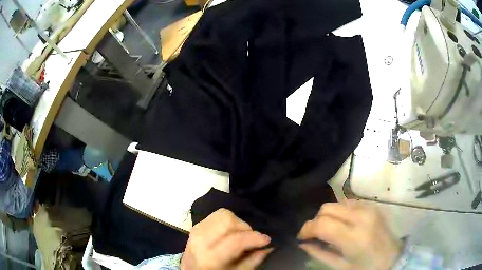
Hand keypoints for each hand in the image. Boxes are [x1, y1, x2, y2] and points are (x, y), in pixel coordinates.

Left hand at [181, 208, 271, 269]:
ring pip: (222, 214)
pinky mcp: (195, 226)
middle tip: (250, 239)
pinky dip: (227, 222)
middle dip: (244, 227)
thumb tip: (268, 246)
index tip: (267, 240)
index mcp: (210, 257)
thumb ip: (253, 260)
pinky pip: (215, 215)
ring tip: (239, 235)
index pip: (235, 240)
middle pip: (227, 220)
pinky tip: (229, 233)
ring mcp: (195, 231)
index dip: (255, 238)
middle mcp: (200, 241)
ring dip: (236, 223)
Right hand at [298, 200, 401, 269]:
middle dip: (316, 221)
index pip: (322, 224)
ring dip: (327, 216)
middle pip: (327, 208)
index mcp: (354, 237)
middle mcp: (361, 217)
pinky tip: (342, 224)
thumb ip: (319, 253)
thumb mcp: (340, 267)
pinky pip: (348, 202)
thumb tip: (303, 243)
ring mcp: (368, 208)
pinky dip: (339, 212)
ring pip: (336, 203)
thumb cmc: (366, 267)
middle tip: (315, 235)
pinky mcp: (372, 205)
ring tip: (329, 230)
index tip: (302, 238)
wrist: (392, 258)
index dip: (306, 229)